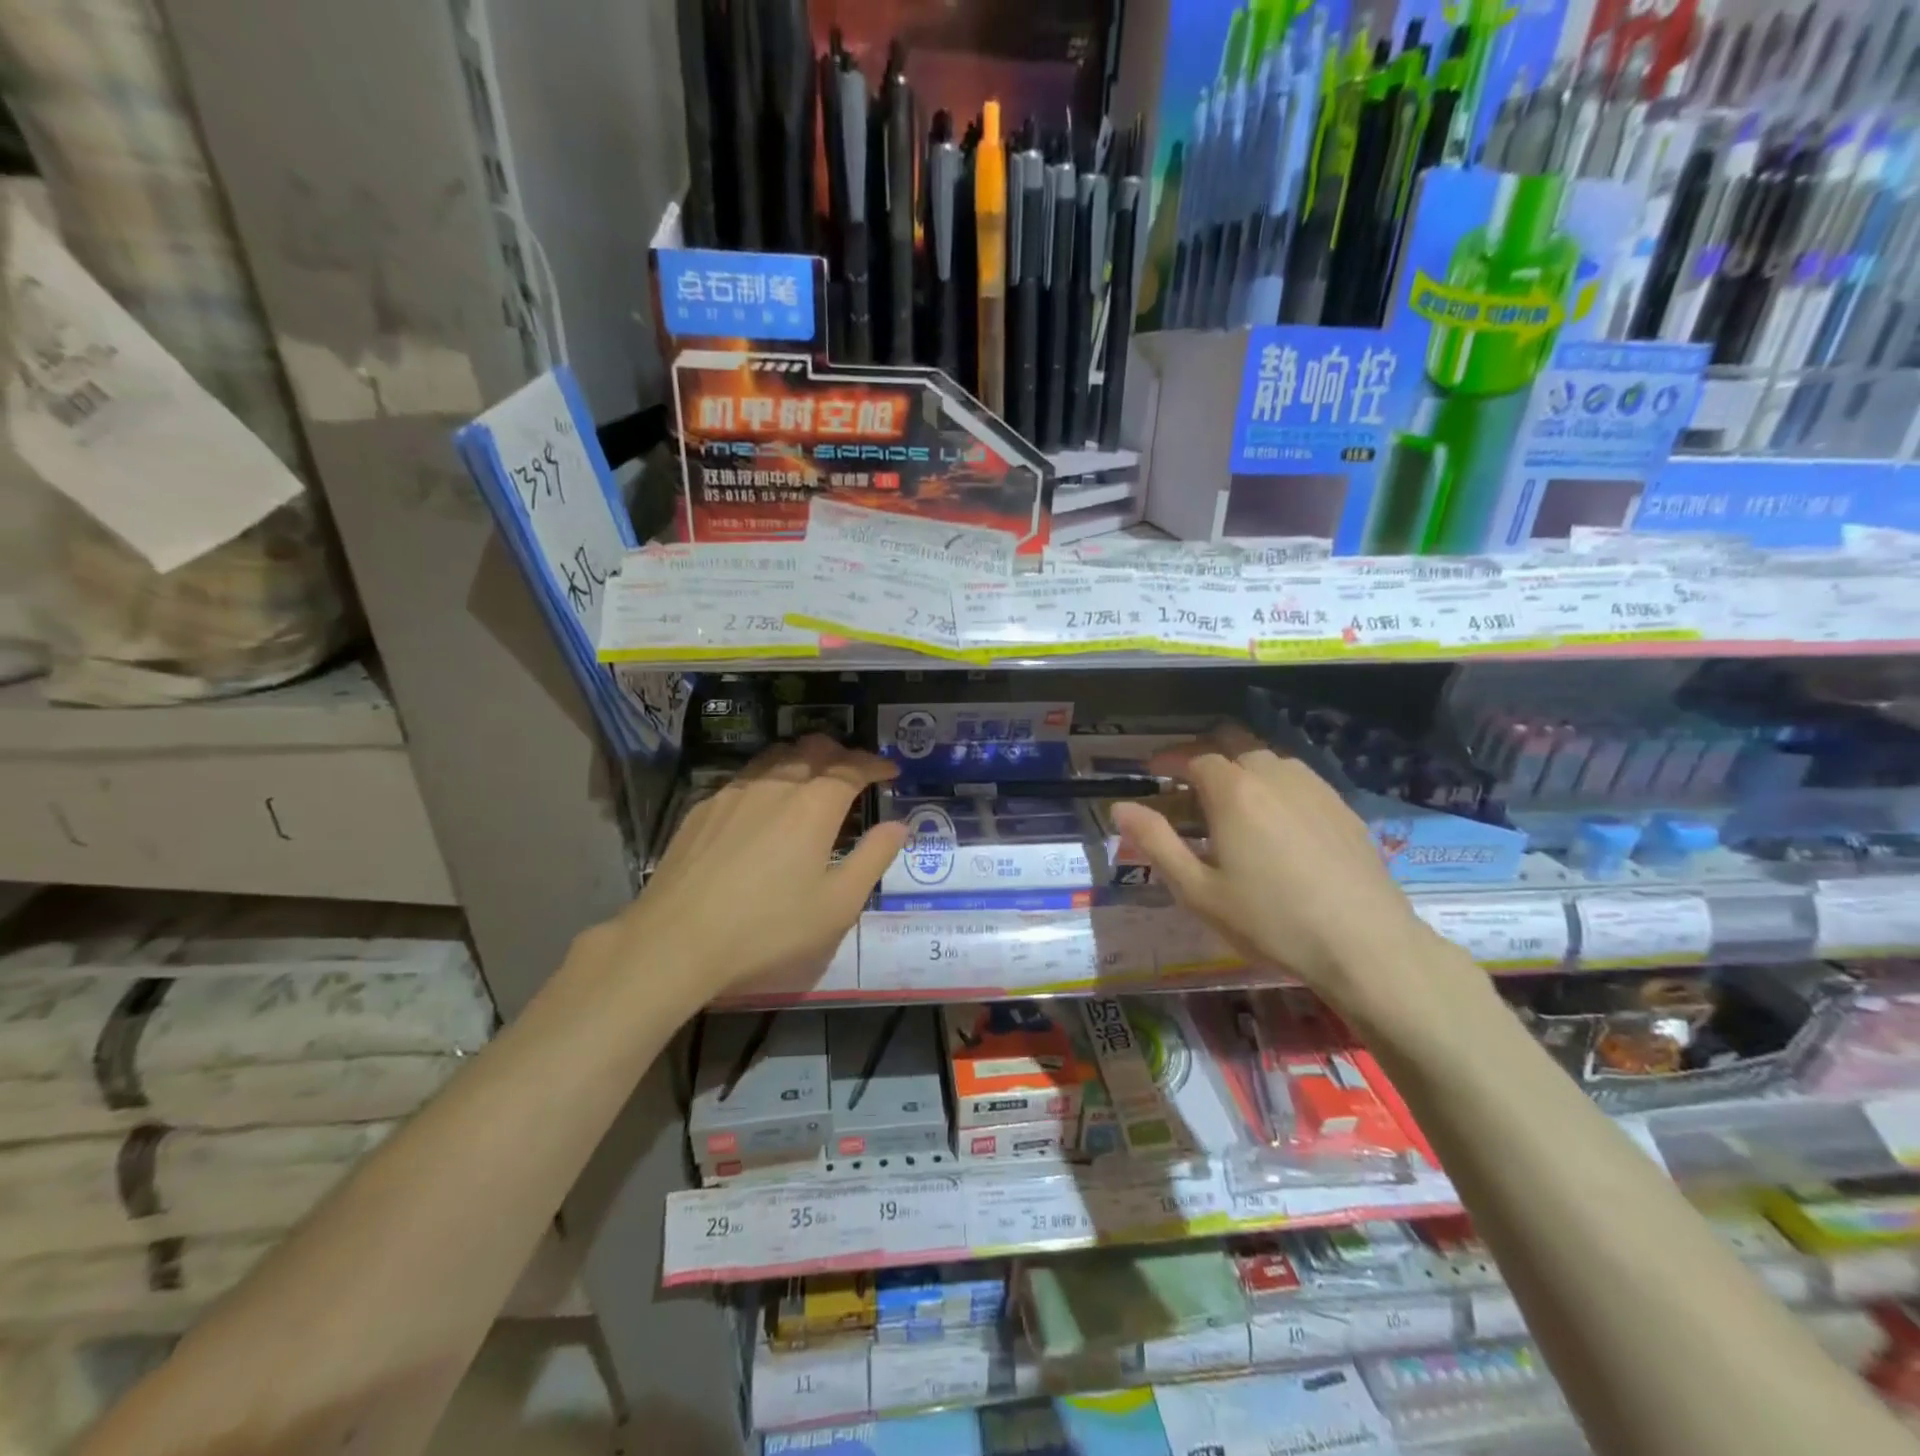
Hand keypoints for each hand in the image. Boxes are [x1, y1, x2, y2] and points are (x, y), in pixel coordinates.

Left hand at [581, 737, 908, 1000]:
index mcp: (815, 804)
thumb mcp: (837, 905)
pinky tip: (763, 806)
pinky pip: (745, 778)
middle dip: (841, 753)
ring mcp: (734, 792)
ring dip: (802, 760)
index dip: (875, 764)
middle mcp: (776, 784)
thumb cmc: (769, 927)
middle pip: (813, 749)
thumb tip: (898, 826)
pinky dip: (768, 779)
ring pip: (776, 757)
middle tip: (855, 770)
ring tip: (812, 779)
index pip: (853, 767)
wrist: (676, 940)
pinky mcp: (703, 807)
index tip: (890, 769)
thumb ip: (873, 858)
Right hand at [1108, 725, 1454, 1025]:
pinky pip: (1297, 778)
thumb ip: (1156, 842)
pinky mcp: (1341, 806)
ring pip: (1267, 758)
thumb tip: (1120, 807)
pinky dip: (1273, 784)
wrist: (1365, 944)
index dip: (1168, 759)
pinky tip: (1274, 819)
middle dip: (1203, 752)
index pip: (1193, 756)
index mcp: (1233, 790)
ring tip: (1228, 800)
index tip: (1152, 770)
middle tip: (1185, 779)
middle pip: (1232, 742)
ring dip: (1239, 766)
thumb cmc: (1270, 920)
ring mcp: (1314, 787)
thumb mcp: (1198, 891)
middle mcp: (1273, 774)